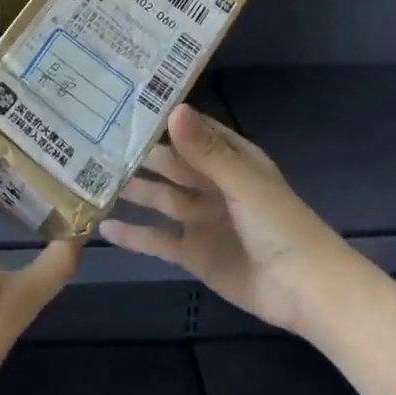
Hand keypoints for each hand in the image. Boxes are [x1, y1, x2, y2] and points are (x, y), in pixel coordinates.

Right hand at [100, 104, 354, 335]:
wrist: (306, 291)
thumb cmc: (281, 225)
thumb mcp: (242, 183)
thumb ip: (205, 151)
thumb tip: (172, 109)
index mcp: (230, 158)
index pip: (190, 129)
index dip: (161, 118)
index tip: (122, 103)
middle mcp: (211, 183)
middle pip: (169, 163)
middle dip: (138, 154)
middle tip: (93, 141)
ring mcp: (200, 219)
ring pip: (159, 198)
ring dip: (132, 190)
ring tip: (90, 179)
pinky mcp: (193, 253)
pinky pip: (157, 240)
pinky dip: (134, 235)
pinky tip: (104, 228)